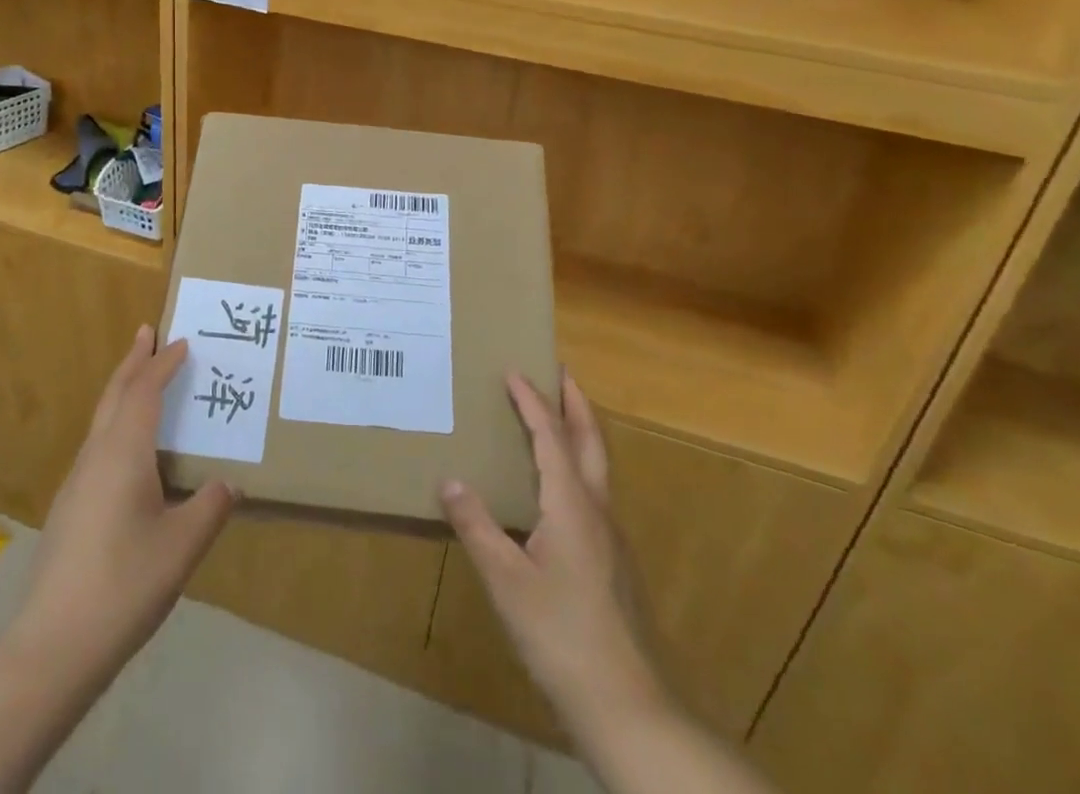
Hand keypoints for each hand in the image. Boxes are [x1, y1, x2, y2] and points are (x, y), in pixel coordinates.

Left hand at [9, 326, 236, 684]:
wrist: (53, 646)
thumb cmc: (124, 585)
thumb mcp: (182, 546)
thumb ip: (210, 508)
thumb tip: (229, 485)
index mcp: (123, 453)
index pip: (145, 392)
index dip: (164, 364)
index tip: (183, 342)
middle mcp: (96, 456)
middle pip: (114, 394)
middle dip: (133, 361)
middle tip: (148, 332)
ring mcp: (77, 482)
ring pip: (102, 419)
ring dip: (122, 390)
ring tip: (141, 378)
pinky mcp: (70, 508)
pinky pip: (98, 444)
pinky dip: (117, 423)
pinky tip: (129, 449)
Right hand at [441, 371, 661, 735]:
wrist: (629, 708)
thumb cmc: (561, 636)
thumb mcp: (506, 581)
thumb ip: (477, 526)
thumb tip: (449, 480)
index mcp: (571, 505)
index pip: (550, 436)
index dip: (531, 401)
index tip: (513, 369)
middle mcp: (597, 511)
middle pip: (590, 440)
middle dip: (574, 402)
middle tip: (558, 371)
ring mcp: (611, 539)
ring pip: (597, 467)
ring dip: (579, 432)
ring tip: (556, 418)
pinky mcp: (614, 564)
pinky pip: (594, 494)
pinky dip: (577, 467)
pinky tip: (557, 491)